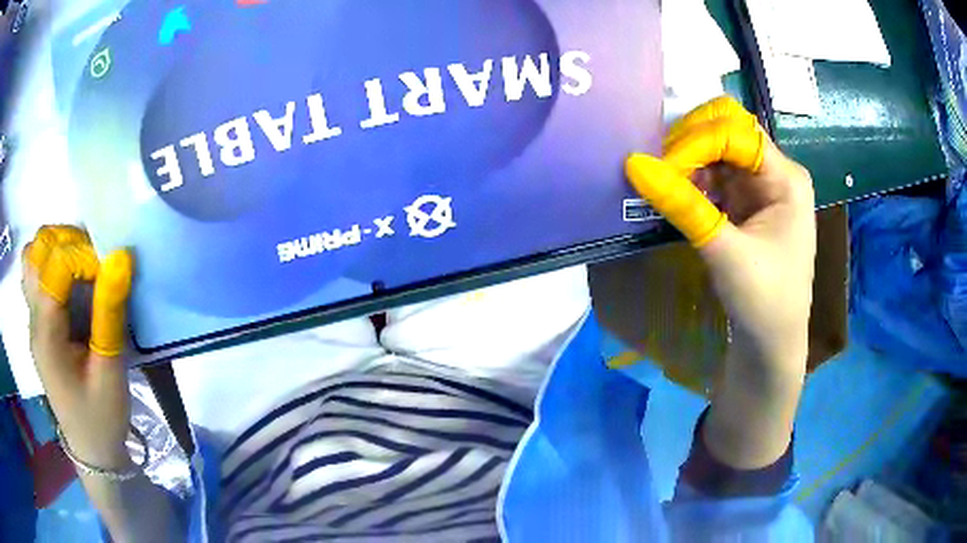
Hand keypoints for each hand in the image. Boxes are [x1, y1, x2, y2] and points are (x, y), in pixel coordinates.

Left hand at [22, 226, 134, 469]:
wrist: (92, 451)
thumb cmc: (102, 418)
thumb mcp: (111, 372)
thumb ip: (110, 313)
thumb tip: (121, 257)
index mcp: (46, 334)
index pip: (56, 266)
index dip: (84, 256)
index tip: (111, 272)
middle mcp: (33, 319)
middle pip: (37, 250)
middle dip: (67, 241)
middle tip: (93, 262)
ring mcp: (33, 320)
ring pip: (33, 257)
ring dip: (56, 248)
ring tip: (80, 265)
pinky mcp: (39, 323)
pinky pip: (36, 273)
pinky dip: (52, 262)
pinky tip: (70, 281)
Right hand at [626, 96, 814, 369]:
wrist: (771, 345)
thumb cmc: (763, 301)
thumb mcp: (724, 252)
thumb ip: (683, 206)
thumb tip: (633, 164)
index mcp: (786, 178)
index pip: (736, 133)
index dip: (696, 141)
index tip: (661, 166)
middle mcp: (776, 172)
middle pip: (729, 130)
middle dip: (692, 142)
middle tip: (661, 167)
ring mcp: (761, 186)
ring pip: (718, 150)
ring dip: (689, 160)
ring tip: (665, 183)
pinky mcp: (747, 202)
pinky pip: (715, 174)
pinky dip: (693, 179)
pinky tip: (677, 194)